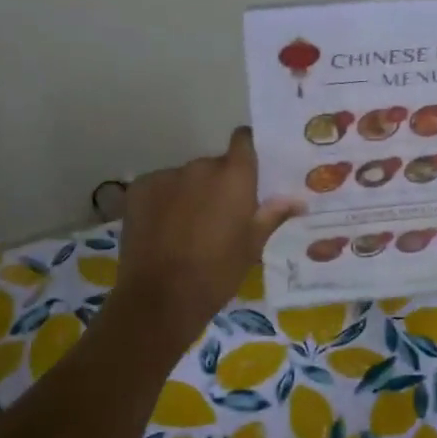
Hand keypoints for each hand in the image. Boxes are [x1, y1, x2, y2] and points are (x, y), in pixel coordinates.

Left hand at [112, 128, 302, 349]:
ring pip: (186, 178)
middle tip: (221, 216)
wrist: (161, 298)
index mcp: (234, 177)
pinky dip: (164, 202)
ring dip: (190, 193)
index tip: (250, 168)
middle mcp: (200, 167)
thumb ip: (273, 215)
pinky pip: (159, 187)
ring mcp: (166, 176)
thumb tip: (298, 200)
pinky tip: (163, 230)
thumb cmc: (217, 273)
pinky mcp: (138, 189)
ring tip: (188, 228)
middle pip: (214, 165)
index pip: (244, 140)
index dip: (248, 148)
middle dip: (218, 184)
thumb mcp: (252, 246)